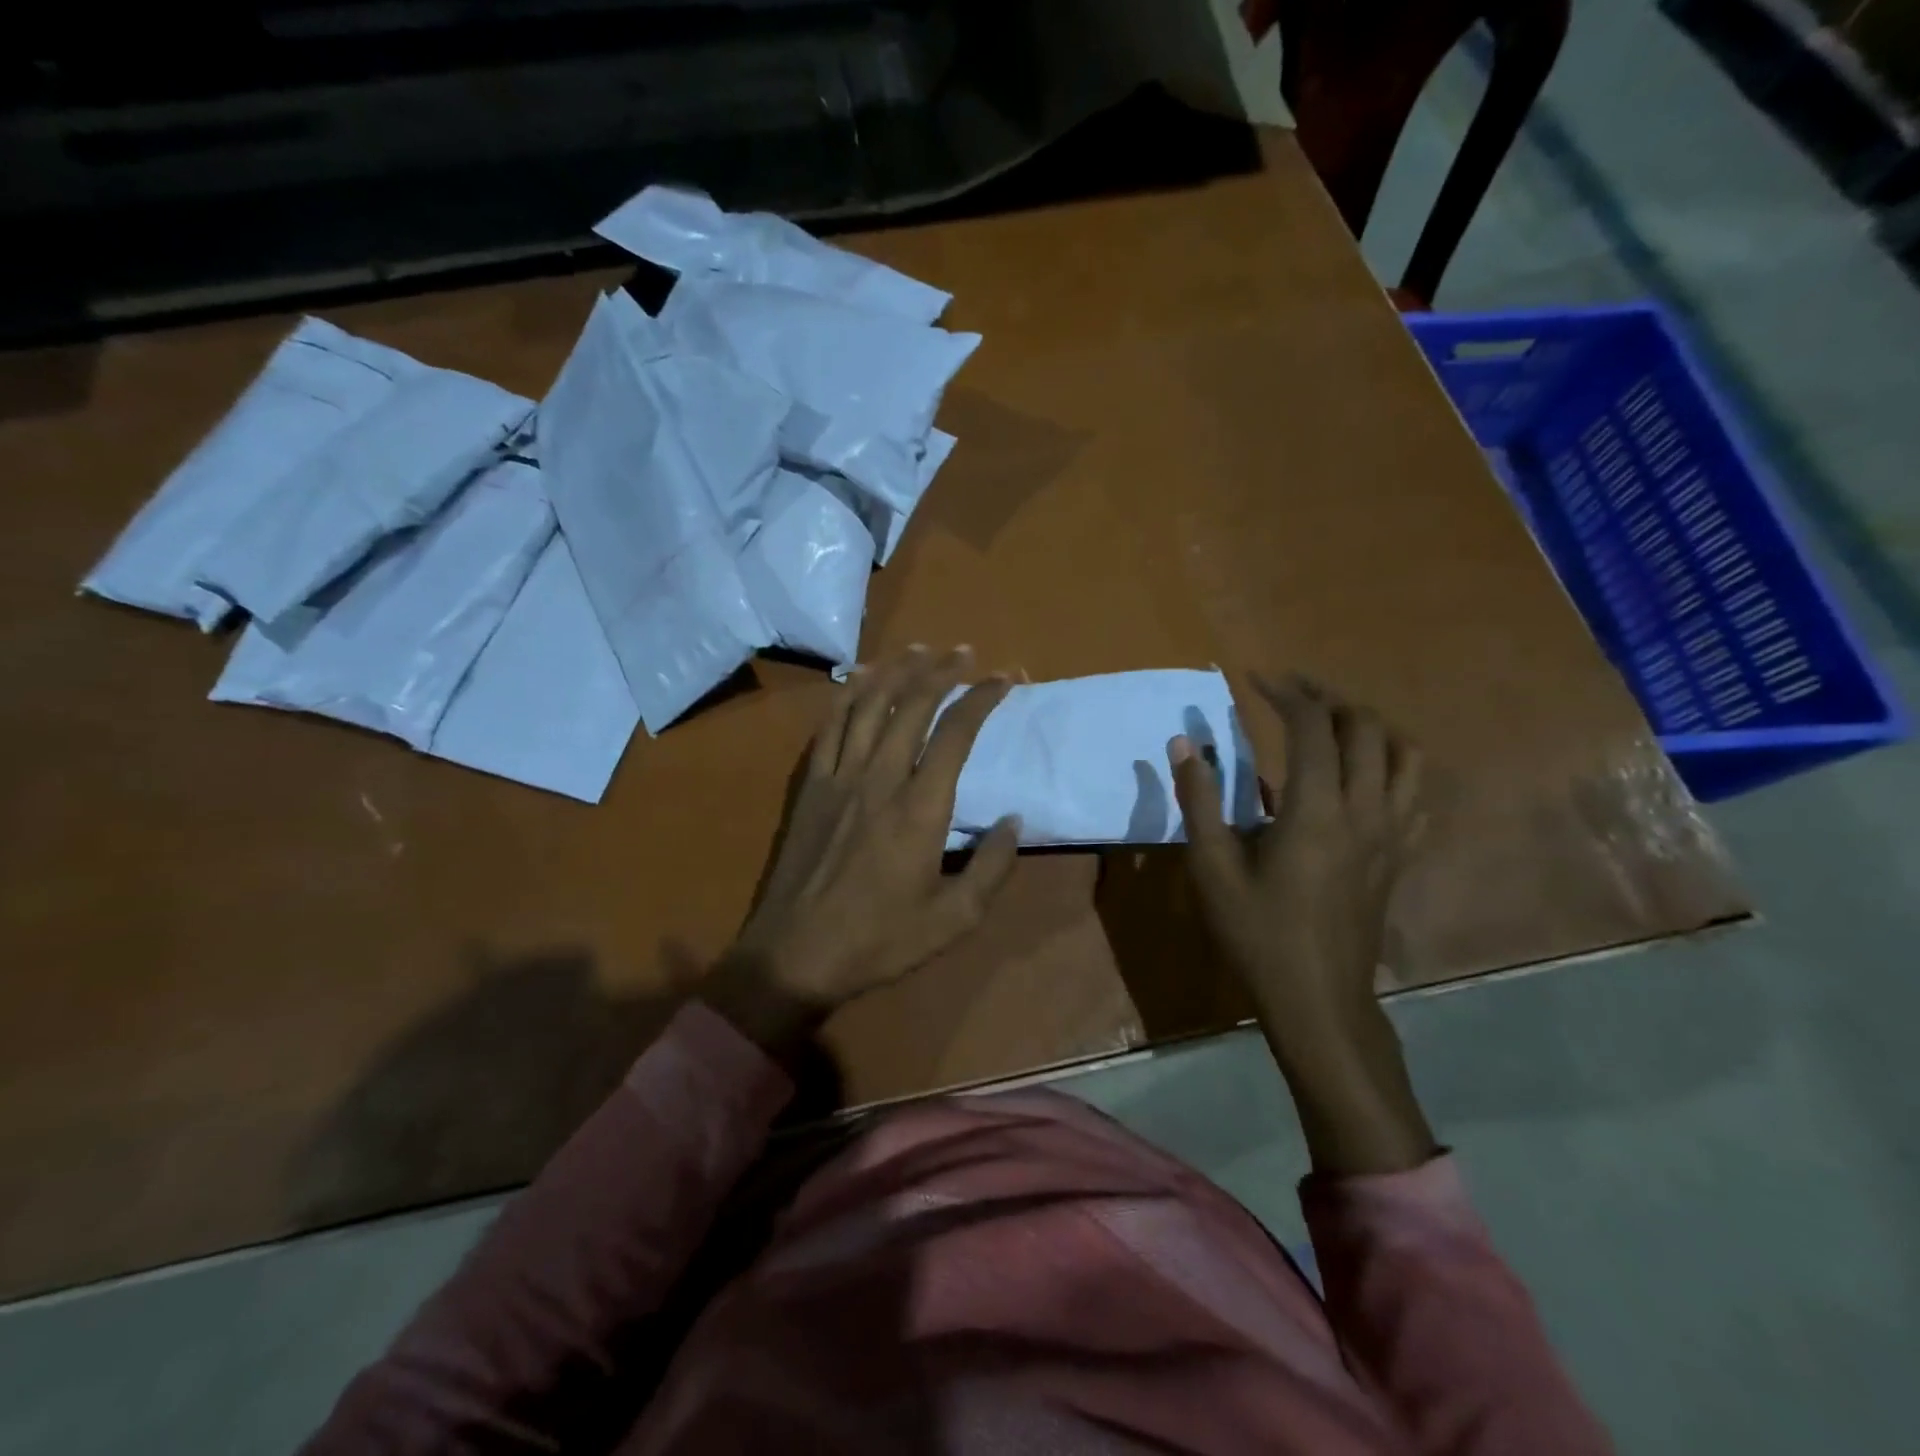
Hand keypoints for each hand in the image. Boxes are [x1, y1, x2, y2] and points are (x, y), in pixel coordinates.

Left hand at [702, 646, 1019, 1053]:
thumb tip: (1012, 820)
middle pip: (911, 705)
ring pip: (868, 705)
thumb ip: (991, 868)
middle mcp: (879, 778)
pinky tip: (859, 678)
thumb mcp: (954, 920)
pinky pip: (830, 727)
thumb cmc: (879, 941)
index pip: (955, 733)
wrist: (794, 955)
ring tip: (919, 649)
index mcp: (919, 808)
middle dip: (942, 671)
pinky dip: (847, 694)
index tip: (1005, 679)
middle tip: (965, 652)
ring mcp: (839, 778)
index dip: (982, 698)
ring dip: (896, 671)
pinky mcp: (811, 786)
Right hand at [1170, 675, 1423, 1026]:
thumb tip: (1184, 744)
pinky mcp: (1401, 854)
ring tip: (1333, 723)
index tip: (1254, 680)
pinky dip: (1395, 766)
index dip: (1285, 693)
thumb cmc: (1257, 931)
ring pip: (1404, 754)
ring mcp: (1393, 833)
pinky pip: (1417, 794)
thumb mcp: (1212, 867)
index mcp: (1316, 809)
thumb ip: (1199, 799)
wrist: (1316, 996)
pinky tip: (1367, 773)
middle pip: (1366, 728)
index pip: (1312, 727)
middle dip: (1328, 698)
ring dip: (1369, 726)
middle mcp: (1365, 809)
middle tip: (1290, 693)